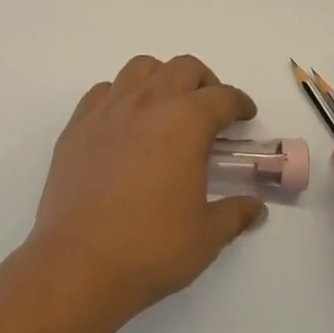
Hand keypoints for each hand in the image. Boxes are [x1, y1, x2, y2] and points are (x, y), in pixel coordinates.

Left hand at [29, 55, 264, 320]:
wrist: (80, 264)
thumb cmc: (152, 248)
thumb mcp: (206, 236)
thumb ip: (235, 213)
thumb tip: (256, 208)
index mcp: (186, 122)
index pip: (222, 97)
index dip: (239, 103)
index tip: (245, 116)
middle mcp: (148, 103)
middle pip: (183, 68)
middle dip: (204, 82)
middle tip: (210, 110)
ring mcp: (108, 111)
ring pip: (140, 68)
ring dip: (162, 79)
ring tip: (166, 108)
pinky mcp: (77, 126)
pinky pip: (104, 91)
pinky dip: (121, 96)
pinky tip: (125, 123)